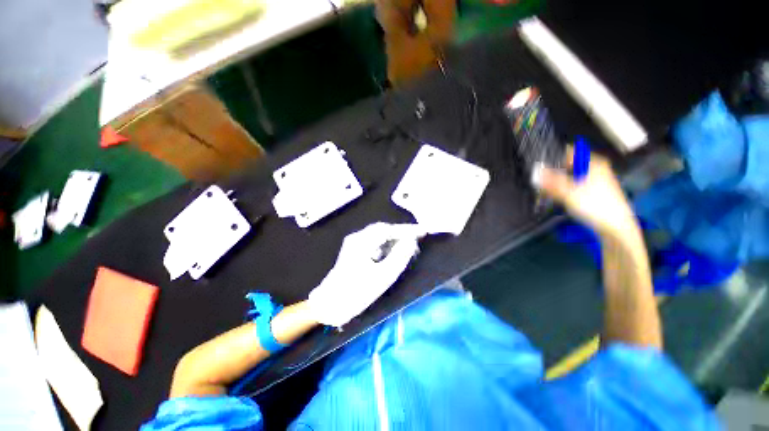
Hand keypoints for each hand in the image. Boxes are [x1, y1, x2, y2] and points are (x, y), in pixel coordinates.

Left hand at [308, 222, 424, 326]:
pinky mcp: (354, 251)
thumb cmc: (357, 291)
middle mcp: (357, 238)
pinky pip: (374, 243)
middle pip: (382, 230)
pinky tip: (392, 253)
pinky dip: (385, 245)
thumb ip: (399, 256)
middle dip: (400, 233)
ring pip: (378, 236)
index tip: (421, 231)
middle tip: (416, 238)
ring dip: (393, 239)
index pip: (388, 229)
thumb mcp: (383, 276)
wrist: (331, 305)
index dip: (406, 230)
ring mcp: (354, 244)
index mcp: (362, 242)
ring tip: (407, 246)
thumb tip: (411, 242)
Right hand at [535, 147, 640, 241]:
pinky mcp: (595, 192)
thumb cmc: (594, 206)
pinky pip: (574, 185)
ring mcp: (596, 180)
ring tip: (544, 190)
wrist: (615, 228)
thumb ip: (550, 181)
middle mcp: (596, 168)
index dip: (552, 158)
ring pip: (570, 176)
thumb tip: (535, 172)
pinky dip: (564, 189)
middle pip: (568, 165)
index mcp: (593, 163)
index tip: (537, 165)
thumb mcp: (568, 193)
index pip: (568, 152)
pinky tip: (556, 197)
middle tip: (538, 180)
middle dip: (552, 172)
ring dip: (556, 182)